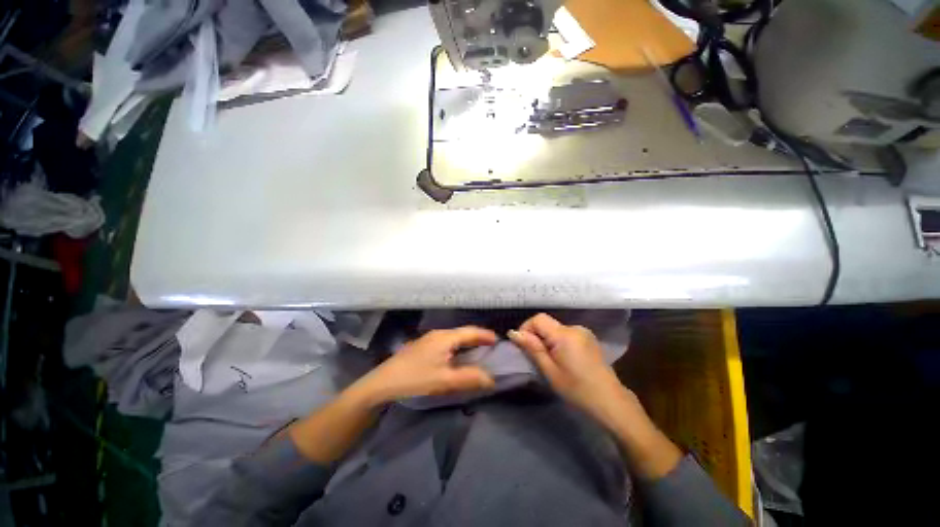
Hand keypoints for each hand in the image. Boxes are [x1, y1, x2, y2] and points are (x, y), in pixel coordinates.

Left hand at [354, 326, 497, 405]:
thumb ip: (469, 378)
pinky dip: (457, 346)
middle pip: (463, 332)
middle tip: (490, 347)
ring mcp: (429, 339)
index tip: (498, 341)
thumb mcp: (444, 380)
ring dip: (467, 342)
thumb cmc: (415, 378)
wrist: (383, 383)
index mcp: (445, 337)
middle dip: (477, 338)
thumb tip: (491, 378)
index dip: (485, 335)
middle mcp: (438, 334)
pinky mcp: (423, 346)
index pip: (471, 332)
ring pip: (454, 337)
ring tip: (477, 351)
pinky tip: (457, 356)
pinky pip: (446, 342)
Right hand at [509, 313, 625, 419]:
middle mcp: (575, 328)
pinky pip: (566, 333)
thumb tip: (513, 333)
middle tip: (536, 357)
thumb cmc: (577, 389)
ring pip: (556, 328)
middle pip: (547, 323)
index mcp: (565, 334)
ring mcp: (584, 332)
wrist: (610, 402)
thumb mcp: (550, 371)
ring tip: (550, 360)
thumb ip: (532, 348)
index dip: (526, 328)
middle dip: (537, 335)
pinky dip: (559, 341)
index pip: (538, 319)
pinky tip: (564, 359)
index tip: (523, 346)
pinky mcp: (589, 338)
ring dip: (547, 339)